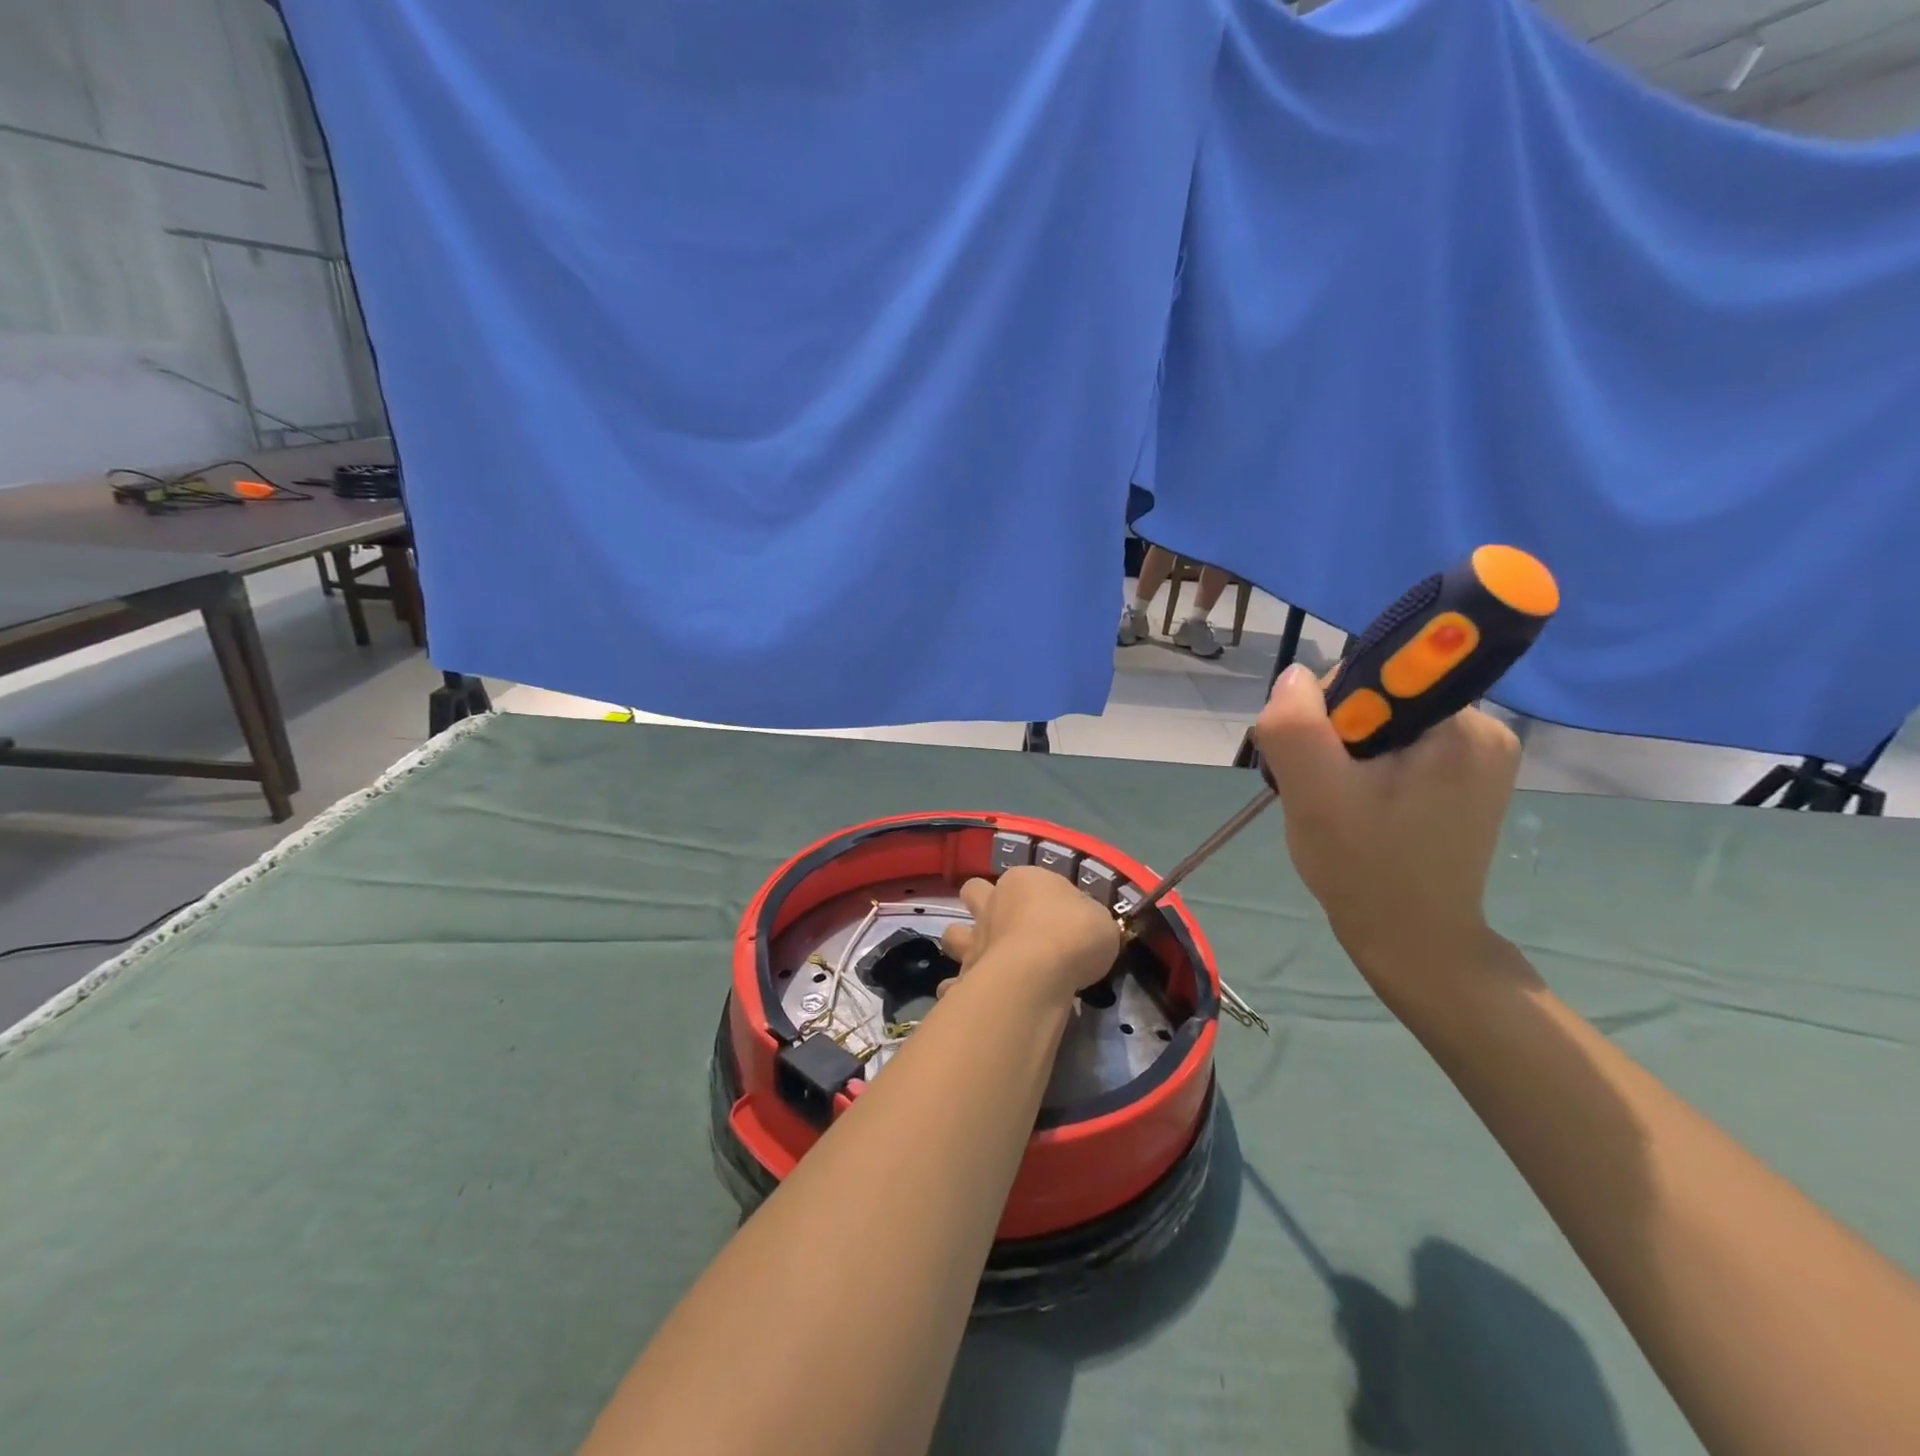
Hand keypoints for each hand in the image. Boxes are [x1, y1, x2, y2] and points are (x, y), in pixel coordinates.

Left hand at [938, 866, 1121, 1006]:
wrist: (1039, 972)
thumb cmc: (1074, 934)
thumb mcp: (1101, 920)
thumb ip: (1087, 919)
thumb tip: (1082, 924)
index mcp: (1023, 882)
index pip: (1028, 879)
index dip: (1039, 896)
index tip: (1058, 918)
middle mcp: (991, 905)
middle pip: (973, 892)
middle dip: (981, 905)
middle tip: (1005, 927)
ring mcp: (973, 940)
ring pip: (953, 934)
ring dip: (963, 944)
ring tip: (984, 961)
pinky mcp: (964, 976)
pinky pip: (953, 982)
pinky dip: (958, 989)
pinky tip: (972, 999)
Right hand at [1253, 663, 1520, 993]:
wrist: (1414, 941)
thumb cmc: (1365, 868)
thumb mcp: (1315, 794)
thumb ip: (1296, 725)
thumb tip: (1294, 678)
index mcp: (1460, 726)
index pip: (1380, 670)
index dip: (1333, 705)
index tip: (1322, 757)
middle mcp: (1482, 728)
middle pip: (1381, 695)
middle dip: (1337, 733)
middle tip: (1324, 788)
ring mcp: (1479, 755)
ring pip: (1385, 721)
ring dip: (1347, 753)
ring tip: (1340, 802)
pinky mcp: (1468, 778)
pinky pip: (1401, 746)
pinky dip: (1368, 768)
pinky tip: (1360, 806)